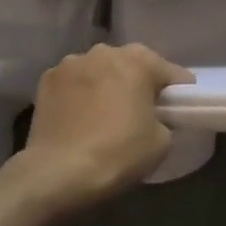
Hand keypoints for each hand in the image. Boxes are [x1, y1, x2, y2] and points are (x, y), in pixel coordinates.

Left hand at [20, 44, 193, 209]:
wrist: (58, 173)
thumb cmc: (119, 153)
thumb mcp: (162, 141)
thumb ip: (165, 119)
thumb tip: (155, 117)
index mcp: (139, 60)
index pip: (170, 73)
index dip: (178, 92)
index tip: (179, 110)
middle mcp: (105, 51)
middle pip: (132, 65)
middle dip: (138, 84)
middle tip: (141, 113)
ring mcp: (71, 63)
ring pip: (100, 71)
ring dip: (106, 85)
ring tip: (105, 115)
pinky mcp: (46, 80)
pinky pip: (74, 83)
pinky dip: (79, 95)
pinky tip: (79, 119)